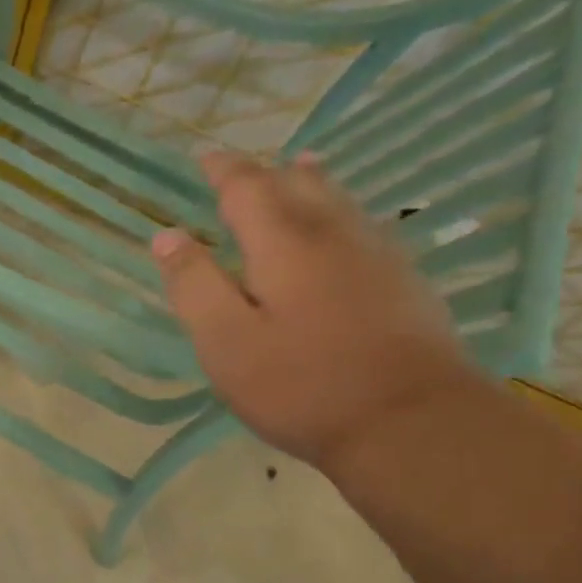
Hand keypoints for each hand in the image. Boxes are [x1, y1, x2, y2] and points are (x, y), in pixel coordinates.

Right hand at [151, 151, 482, 469]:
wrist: (413, 424)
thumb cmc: (303, 385)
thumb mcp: (226, 341)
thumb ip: (194, 285)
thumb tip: (167, 235)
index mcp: (283, 242)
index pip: (247, 187)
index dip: (224, 170)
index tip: (205, 158)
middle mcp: (333, 234)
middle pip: (298, 184)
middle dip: (266, 171)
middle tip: (244, 168)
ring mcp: (378, 255)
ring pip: (339, 200)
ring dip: (310, 181)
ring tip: (299, 166)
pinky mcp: (406, 282)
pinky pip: (365, 225)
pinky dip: (341, 210)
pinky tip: (346, 227)